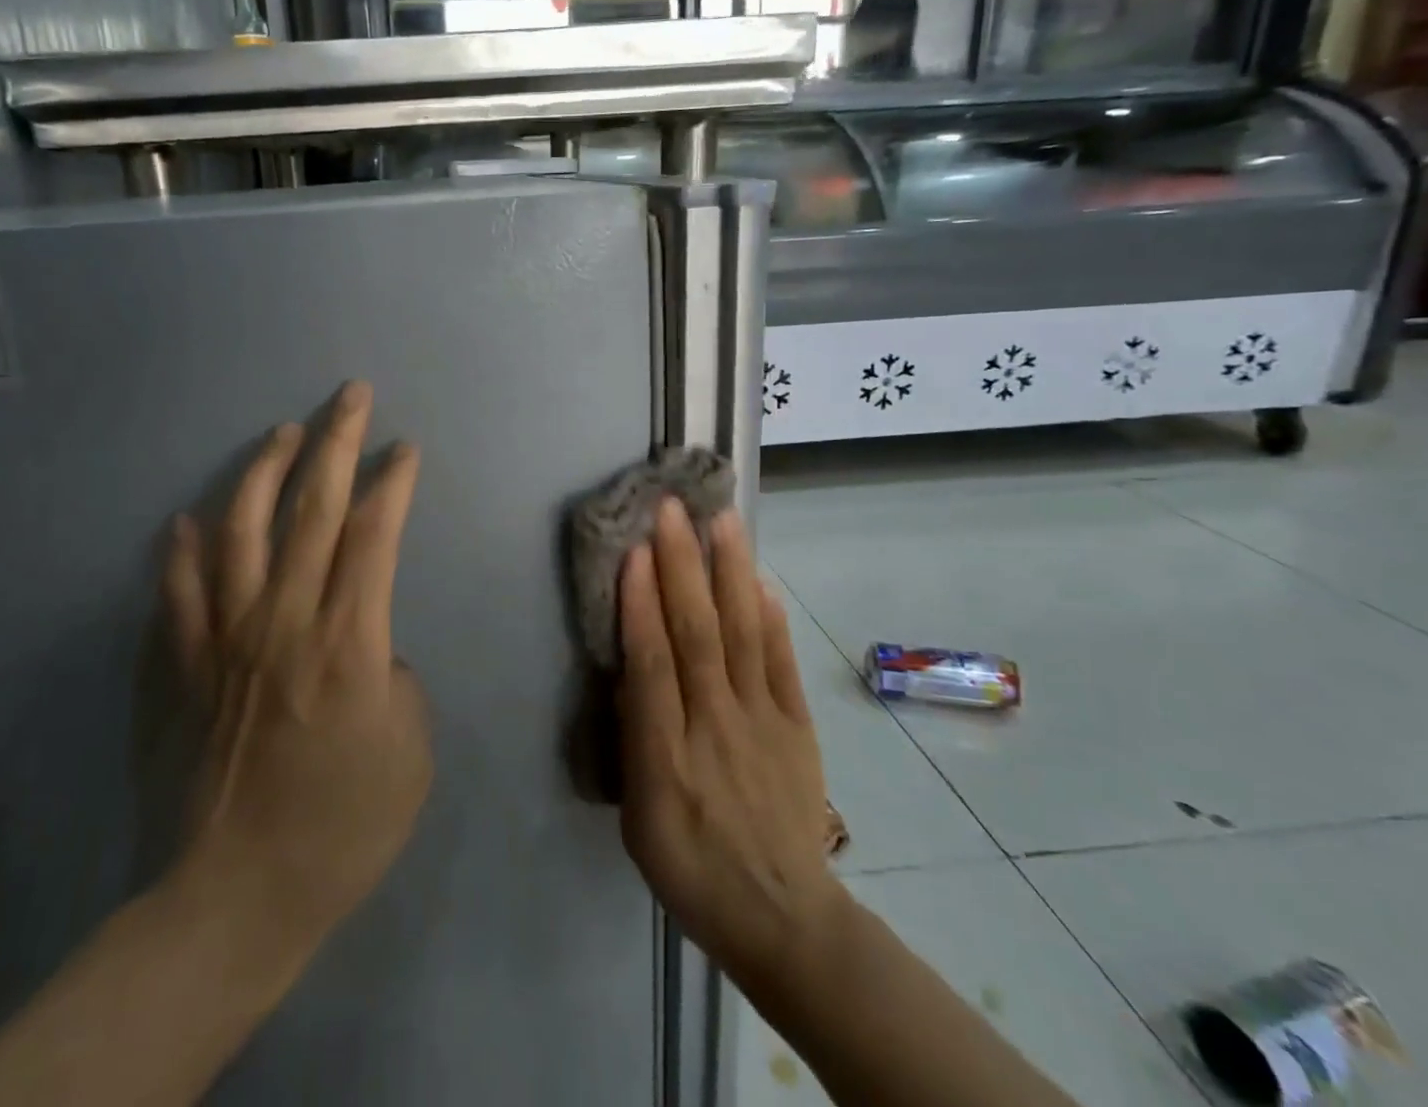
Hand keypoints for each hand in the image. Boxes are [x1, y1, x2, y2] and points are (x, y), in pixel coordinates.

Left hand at [163, 381, 432, 949]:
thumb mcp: (411, 748)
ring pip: (241, 526)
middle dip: (337, 440)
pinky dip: (182, 545)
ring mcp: (223, 636)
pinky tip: (188, 517)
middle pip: (313, 506)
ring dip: (265, 469)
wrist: (233, 896)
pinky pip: (177, 587)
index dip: (392, 481)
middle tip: (350, 394)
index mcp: (348, 639)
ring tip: (284, 432)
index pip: (374, 532)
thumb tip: (364, 644)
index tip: (404, 448)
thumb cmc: (341, 828)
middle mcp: (283, 619)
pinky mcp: (179, 663)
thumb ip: (393, 674)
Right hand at [617, 498, 838, 978]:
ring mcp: (763, 722)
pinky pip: (782, 663)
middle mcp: (716, 726)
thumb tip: (631, 671)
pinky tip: (758, 579)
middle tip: (672, 509)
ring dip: (729, 573)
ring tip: (721, 521)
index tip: (635, 550)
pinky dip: (770, 617)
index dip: (642, 604)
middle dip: (682, 566)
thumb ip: (634, 742)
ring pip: (742, 634)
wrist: (784, 917)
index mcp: (667, 757)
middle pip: (698, 634)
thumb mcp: (639, 820)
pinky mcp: (796, 725)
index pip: (652, 664)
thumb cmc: (691, 867)